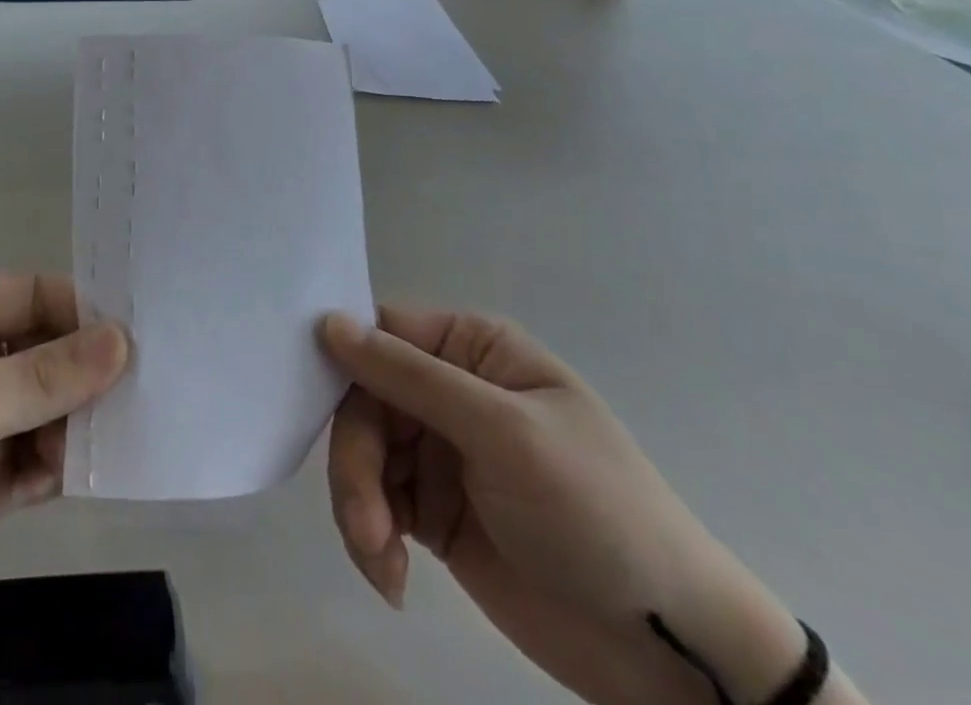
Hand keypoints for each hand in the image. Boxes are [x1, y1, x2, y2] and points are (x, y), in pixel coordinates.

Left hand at [0, 273, 126, 704]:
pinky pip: (35, 460)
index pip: (33, 295)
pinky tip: (106, 472)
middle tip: (165, 385)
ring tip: (147, 429)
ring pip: (45, 406)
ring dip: (86, 418)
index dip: (86, 310)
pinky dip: (67, 463)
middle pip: (45, 349)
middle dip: (93, 367)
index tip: (149, 335)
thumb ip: (34, 380)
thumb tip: (120, 339)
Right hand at [321, 309, 814, 704]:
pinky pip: (375, 504)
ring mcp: (439, 452)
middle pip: (362, 400)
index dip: (341, 359)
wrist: (668, 649)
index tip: (302, 396)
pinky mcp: (432, 510)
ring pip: (361, 454)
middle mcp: (448, 389)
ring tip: (384, 563)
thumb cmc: (594, 510)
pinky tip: (394, 579)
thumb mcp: (501, 431)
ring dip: (360, 507)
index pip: (382, 332)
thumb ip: (410, 376)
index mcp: (470, 349)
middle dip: (356, 463)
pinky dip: (372, 538)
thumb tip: (327, 322)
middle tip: (368, 527)